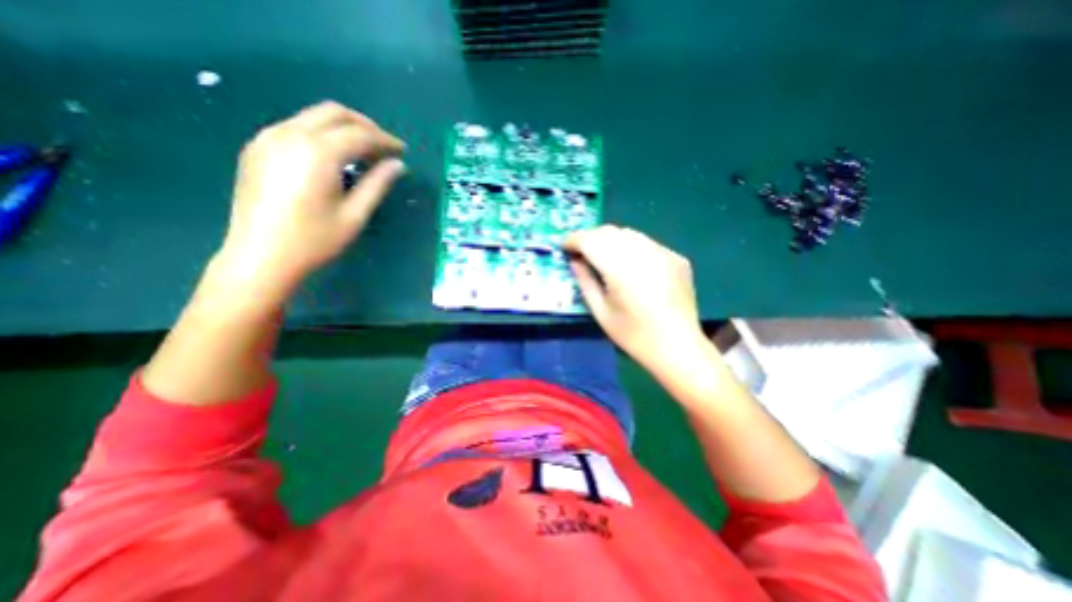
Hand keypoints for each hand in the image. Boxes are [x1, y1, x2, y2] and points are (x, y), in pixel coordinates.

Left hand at [214, 100, 403, 304]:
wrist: (260, 256)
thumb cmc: (314, 240)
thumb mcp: (354, 215)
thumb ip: (377, 185)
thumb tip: (398, 165)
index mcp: (317, 152)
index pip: (360, 134)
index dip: (386, 140)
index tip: (403, 152)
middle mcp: (290, 134)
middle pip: (334, 112)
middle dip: (365, 126)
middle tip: (385, 148)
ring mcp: (268, 138)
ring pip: (314, 116)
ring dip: (344, 128)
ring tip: (364, 153)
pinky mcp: (257, 148)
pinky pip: (297, 127)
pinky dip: (322, 134)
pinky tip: (334, 158)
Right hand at [564, 225, 709, 371]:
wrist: (678, 347)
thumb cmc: (633, 335)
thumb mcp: (601, 312)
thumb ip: (585, 282)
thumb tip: (575, 261)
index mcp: (620, 269)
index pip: (590, 240)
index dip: (573, 240)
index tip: (565, 247)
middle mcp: (642, 253)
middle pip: (608, 231)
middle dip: (590, 238)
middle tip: (582, 254)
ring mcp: (663, 253)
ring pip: (628, 233)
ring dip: (611, 240)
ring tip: (605, 258)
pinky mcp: (676, 257)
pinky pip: (647, 243)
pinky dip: (632, 248)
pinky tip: (632, 266)